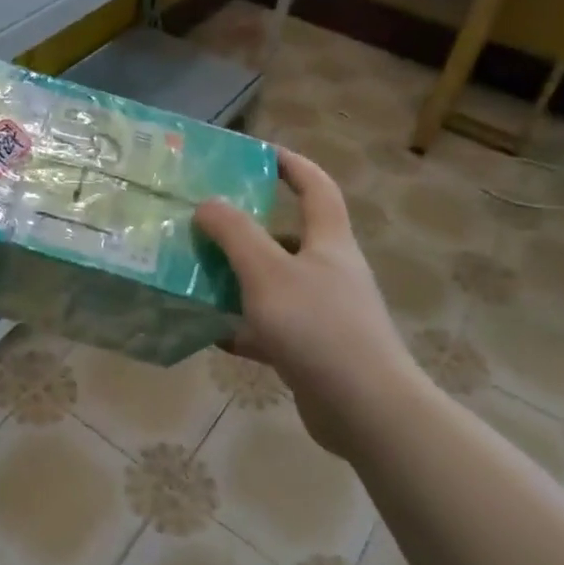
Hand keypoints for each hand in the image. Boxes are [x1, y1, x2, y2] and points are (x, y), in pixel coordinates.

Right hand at [195, 149, 418, 447]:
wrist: (367, 411)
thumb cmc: (319, 327)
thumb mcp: (268, 272)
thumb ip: (235, 234)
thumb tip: (207, 203)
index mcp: (329, 242)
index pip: (316, 187)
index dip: (291, 164)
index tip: (257, 152)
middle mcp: (329, 271)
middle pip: (287, 236)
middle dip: (247, 226)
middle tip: (206, 221)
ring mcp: (324, 313)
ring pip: (274, 283)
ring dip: (239, 277)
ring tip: (196, 272)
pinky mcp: (314, 350)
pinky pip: (271, 326)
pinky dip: (243, 325)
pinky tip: (211, 330)